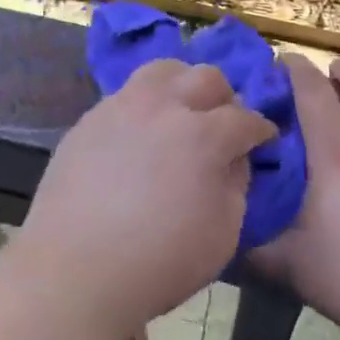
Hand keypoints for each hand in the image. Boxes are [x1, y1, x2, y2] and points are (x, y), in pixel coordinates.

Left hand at [12, 60, 276, 339]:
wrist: (75, 268)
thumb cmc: (159, 261)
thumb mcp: (223, 234)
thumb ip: (236, 185)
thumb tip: (233, 158)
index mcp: (202, 135)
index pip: (245, 118)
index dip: (261, 129)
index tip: (264, 139)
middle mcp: (163, 106)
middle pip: (206, 77)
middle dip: (224, 98)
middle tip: (223, 123)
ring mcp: (121, 106)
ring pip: (162, 70)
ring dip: (182, 85)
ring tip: (181, 112)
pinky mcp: (90, 118)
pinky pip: (126, 94)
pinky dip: (145, 103)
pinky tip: (141, 132)